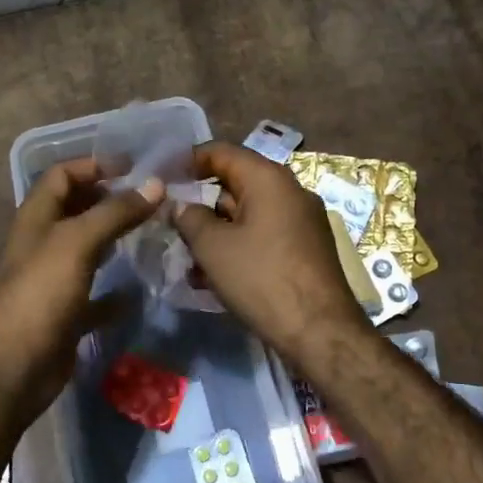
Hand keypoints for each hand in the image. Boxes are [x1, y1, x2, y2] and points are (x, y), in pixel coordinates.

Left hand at [0, 158, 164, 427]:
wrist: (10, 372)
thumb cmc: (39, 296)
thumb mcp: (76, 244)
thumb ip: (115, 213)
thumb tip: (155, 185)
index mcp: (35, 219)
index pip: (61, 176)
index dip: (94, 165)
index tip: (134, 167)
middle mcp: (40, 244)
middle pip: (75, 210)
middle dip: (109, 199)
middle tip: (150, 199)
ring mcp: (50, 281)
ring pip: (85, 250)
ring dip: (114, 240)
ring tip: (151, 233)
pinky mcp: (62, 315)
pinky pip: (92, 296)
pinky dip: (114, 292)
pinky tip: (137, 291)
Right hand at [172, 142, 371, 361]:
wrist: (319, 331)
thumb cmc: (261, 278)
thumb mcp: (213, 247)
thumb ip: (190, 217)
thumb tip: (181, 204)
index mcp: (268, 178)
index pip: (221, 152)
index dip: (188, 160)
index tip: (162, 177)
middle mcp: (290, 190)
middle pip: (236, 183)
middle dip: (201, 203)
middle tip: (170, 222)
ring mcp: (302, 220)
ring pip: (249, 214)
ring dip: (217, 231)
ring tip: (188, 259)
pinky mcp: (307, 248)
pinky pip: (265, 235)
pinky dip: (239, 246)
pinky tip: (215, 277)